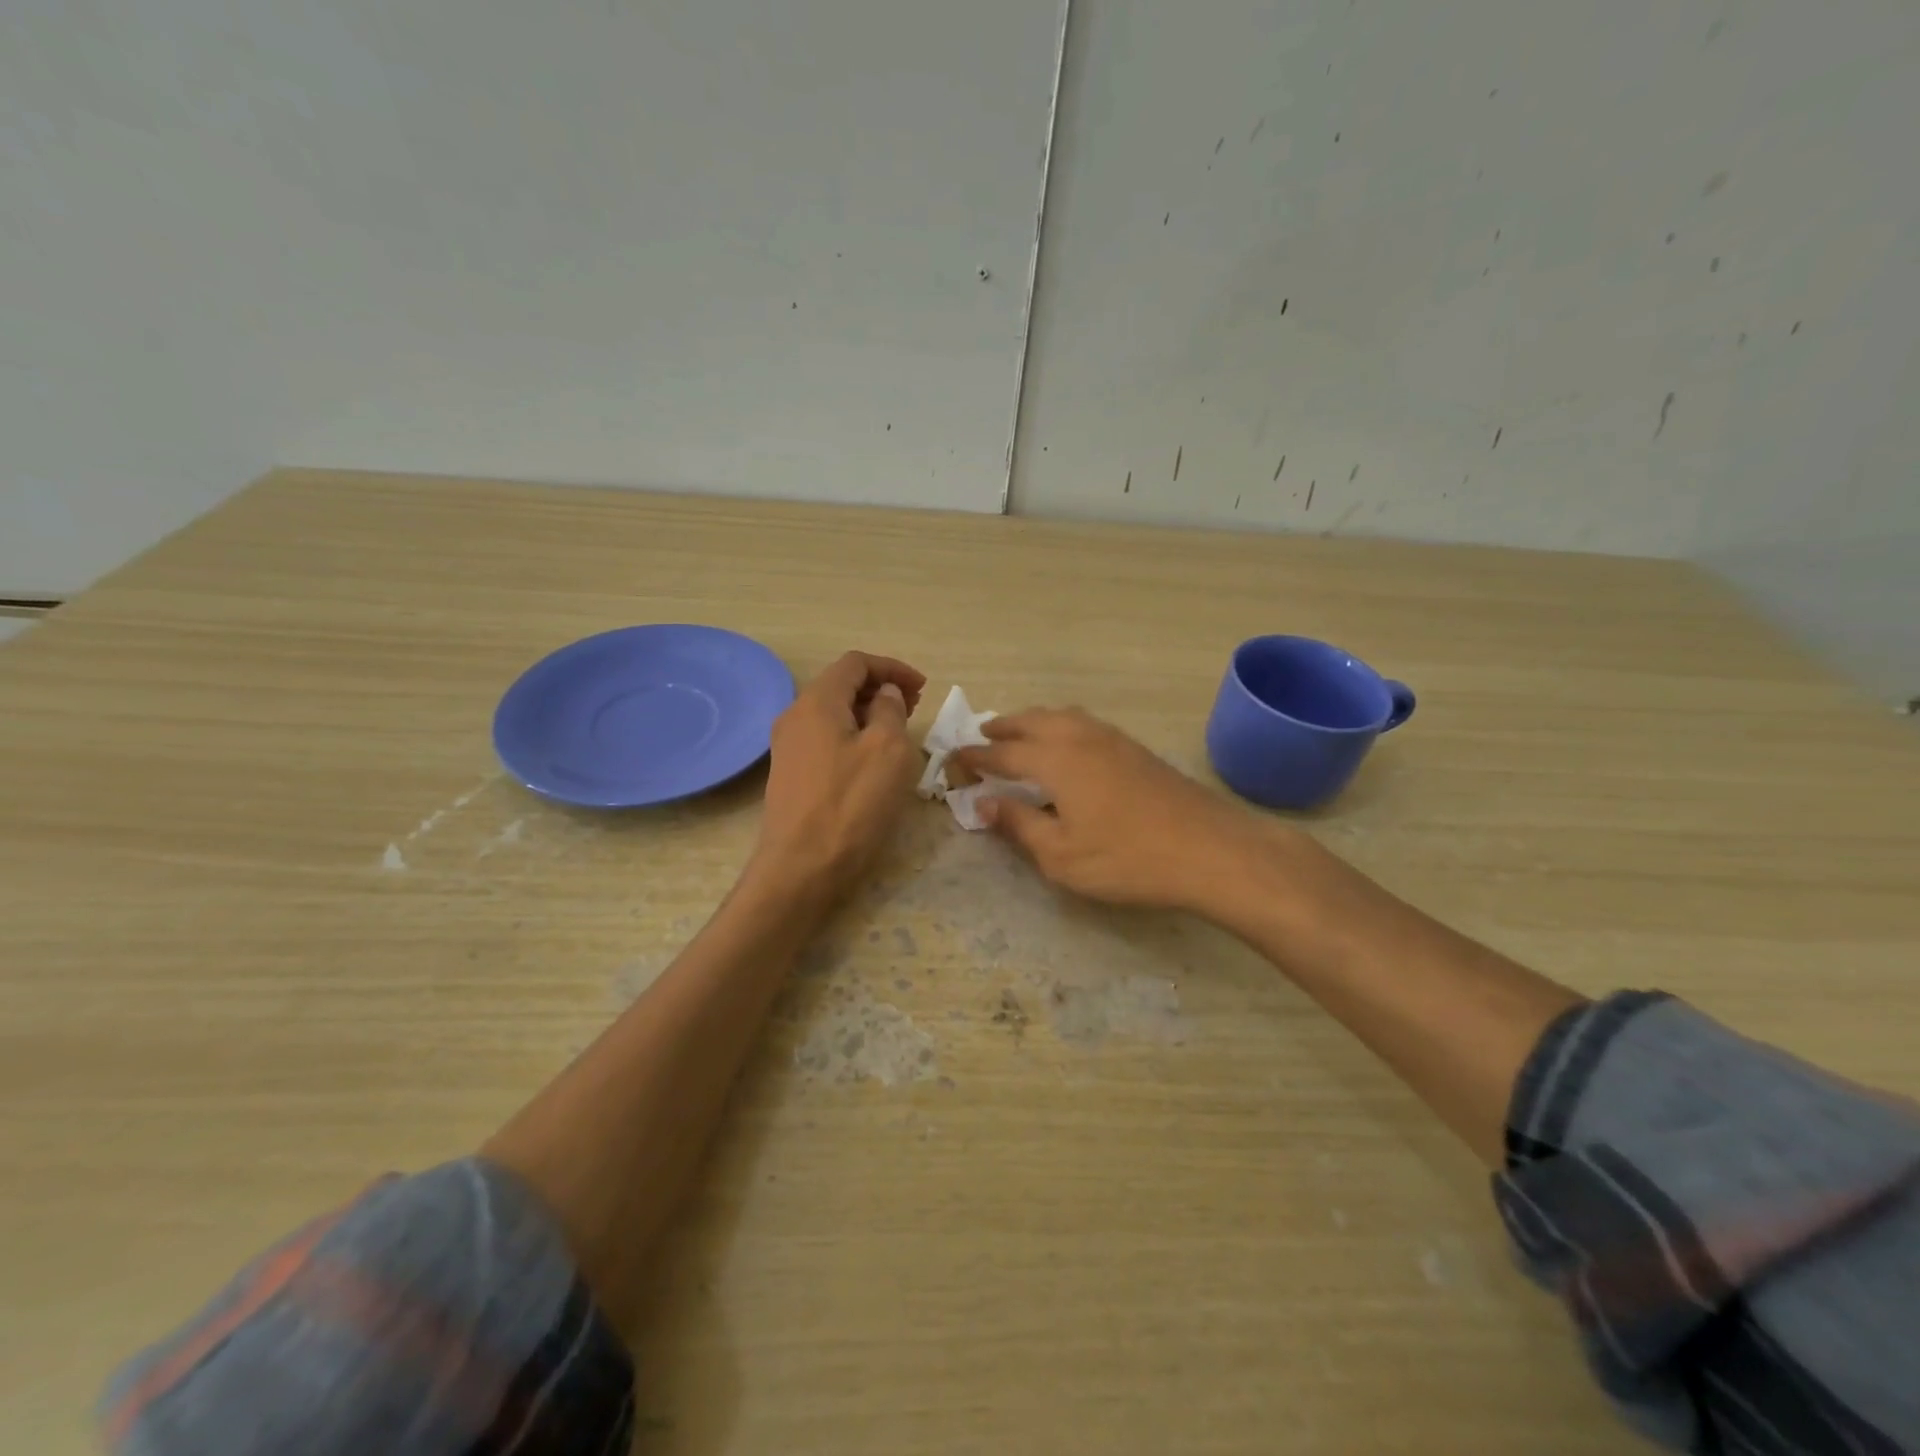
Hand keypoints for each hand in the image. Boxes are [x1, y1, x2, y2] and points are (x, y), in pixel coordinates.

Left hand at [751, 651, 925, 899]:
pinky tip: (874, 759)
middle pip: (841, 684)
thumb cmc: (850, 804)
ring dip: (868, 713)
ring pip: (834, 713)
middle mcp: (795, 716)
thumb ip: (890, 710)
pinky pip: (826, 738)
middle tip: (915, 707)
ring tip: (899, 731)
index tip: (923, 688)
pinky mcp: (791, 773)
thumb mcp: (887, 750)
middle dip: (881, 688)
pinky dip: (854, 735)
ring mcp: (788, 746)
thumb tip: (885, 694)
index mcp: (817, 702)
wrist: (801, 868)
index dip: (892, 668)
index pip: (855, 663)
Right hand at [950, 708, 1269, 910]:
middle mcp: (1080, 737)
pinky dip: (1062, 725)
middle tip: (983, 735)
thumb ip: (1019, 825)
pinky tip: (1069, 745)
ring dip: (1034, 721)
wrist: (1208, 849)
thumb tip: (984, 803)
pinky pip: (1085, 723)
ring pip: (1062, 716)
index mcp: (1055, 759)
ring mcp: (1112, 738)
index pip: (1003, 752)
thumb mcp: (1061, 855)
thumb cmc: (1126, 858)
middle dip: (1004, 727)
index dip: (976, 756)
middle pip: (1032, 721)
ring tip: (1021, 733)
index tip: (954, 758)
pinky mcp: (1135, 748)